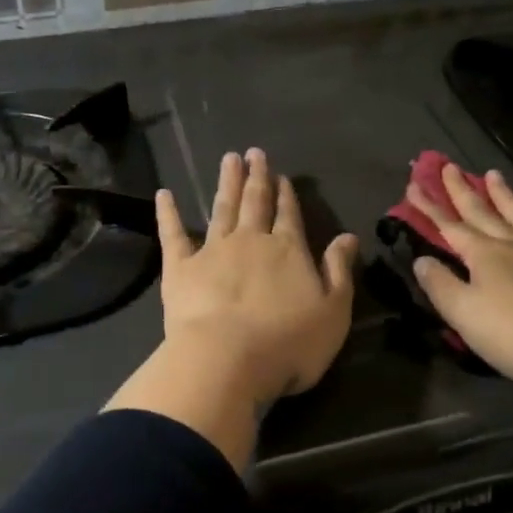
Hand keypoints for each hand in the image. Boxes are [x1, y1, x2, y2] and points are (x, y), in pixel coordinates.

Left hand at [155, 148, 359, 404]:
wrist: (227, 360)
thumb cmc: (287, 343)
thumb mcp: (332, 312)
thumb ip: (339, 271)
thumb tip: (348, 237)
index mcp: (288, 250)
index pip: (289, 215)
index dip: (286, 195)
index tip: (281, 175)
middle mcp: (251, 241)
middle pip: (255, 202)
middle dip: (256, 177)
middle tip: (254, 152)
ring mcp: (213, 250)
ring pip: (222, 208)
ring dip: (226, 183)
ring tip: (229, 159)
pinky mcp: (180, 267)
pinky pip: (173, 233)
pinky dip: (169, 213)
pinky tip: (164, 194)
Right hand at [409, 165, 512, 400]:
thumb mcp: (466, 315)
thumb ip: (441, 286)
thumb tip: (422, 260)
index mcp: (485, 256)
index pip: (450, 227)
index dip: (430, 208)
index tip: (414, 185)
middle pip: (484, 214)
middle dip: (463, 191)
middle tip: (449, 167)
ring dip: (506, 197)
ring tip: (494, 174)